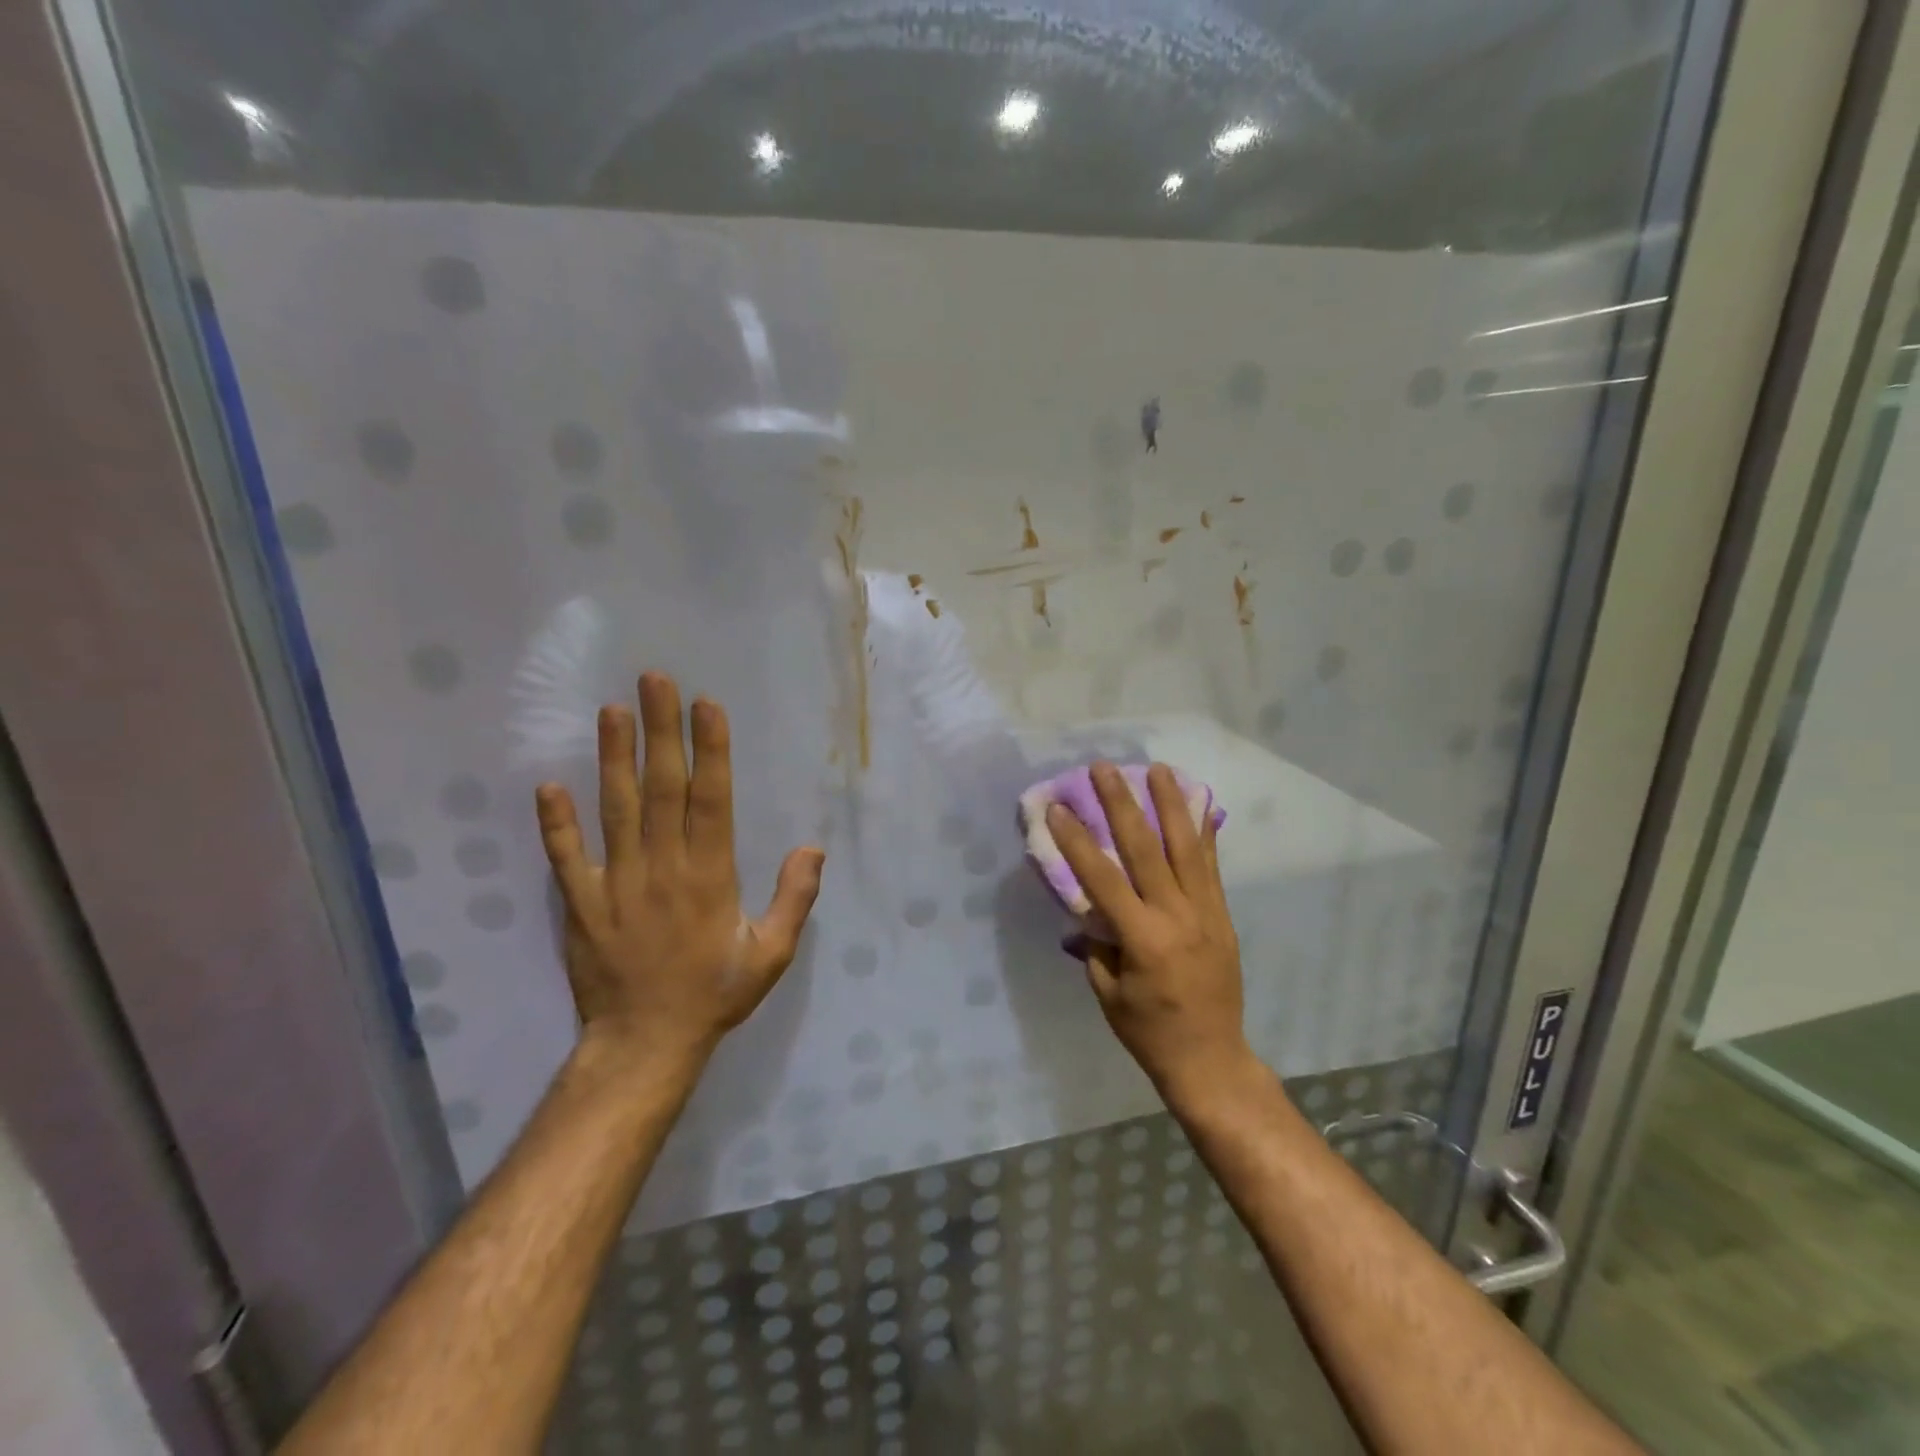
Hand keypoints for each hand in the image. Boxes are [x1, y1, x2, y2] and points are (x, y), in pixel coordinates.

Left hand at [534, 672, 824, 1073]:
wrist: (645, 1045)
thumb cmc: (715, 994)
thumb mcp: (773, 954)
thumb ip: (795, 899)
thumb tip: (812, 847)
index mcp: (709, 877)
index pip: (711, 800)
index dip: (710, 750)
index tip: (706, 705)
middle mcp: (662, 869)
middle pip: (662, 789)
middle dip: (661, 731)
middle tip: (654, 681)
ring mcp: (616, 884)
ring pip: (615, 810)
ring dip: (613, 758)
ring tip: (611, 711)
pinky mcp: (581, 904)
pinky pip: (566, 858)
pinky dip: (555, 823)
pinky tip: (548, 785)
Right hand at [1048, 761, 1249, 1102]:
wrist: (1211, 1060)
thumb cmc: (1149, 1032)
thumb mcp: (1107, 993)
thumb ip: (1095, 945)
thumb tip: (1084, 909)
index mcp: (1143, 940)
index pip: (1103, 879)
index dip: (1078, 841)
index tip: (1059, 807)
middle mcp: (1177, 916)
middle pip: (1146, 850)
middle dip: (1122, 805)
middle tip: (1104, 768)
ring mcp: (1206, 912)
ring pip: (1187, 848)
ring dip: (1170, 805)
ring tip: (1158, 769)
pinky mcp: (1222, 915)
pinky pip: (1211, 868)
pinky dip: (1204, 834)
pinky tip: (1198, 806)